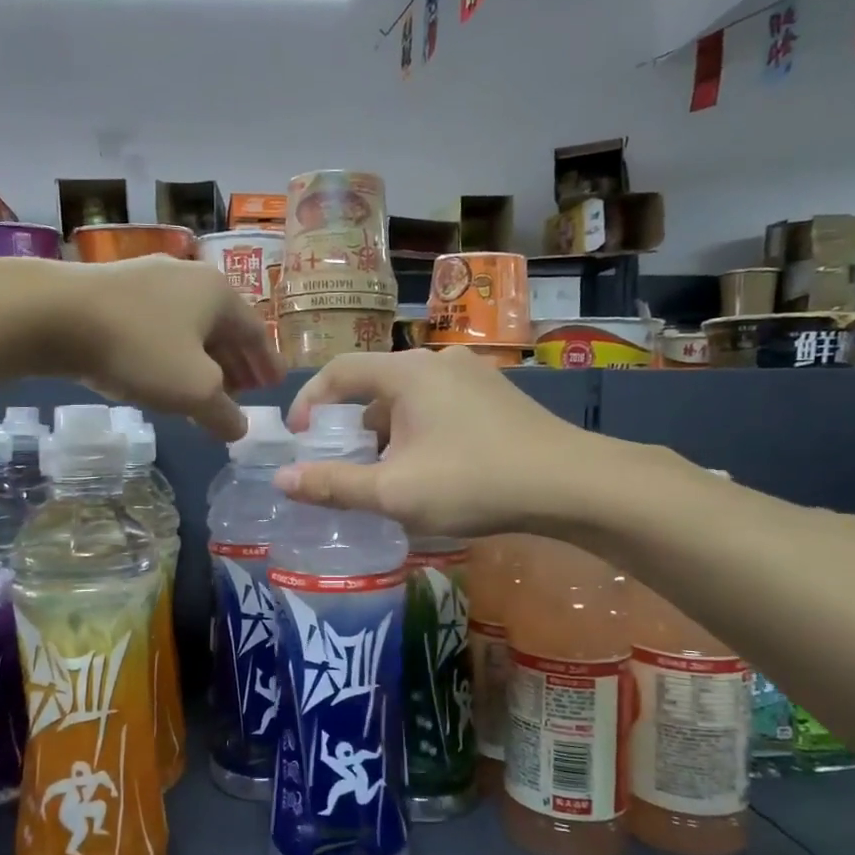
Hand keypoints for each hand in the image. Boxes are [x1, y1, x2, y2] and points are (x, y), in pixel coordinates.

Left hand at [48, 256, 280, 439]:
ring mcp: (150, 279)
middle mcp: (190, 277)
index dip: (267, 363)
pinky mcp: (116, 290)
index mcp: (219, 294)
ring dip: (204, 359)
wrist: (55, 315)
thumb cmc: (140, 348)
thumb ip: (224, 413)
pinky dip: (173, 351)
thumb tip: (239, 428)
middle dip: (236, 362)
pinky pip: (160, 325)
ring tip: (207, 388)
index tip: (275, 385)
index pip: (256, 333)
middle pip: (224, 327)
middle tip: (245, 391)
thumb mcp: (194, 391)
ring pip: (190, 326)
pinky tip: (163, 372)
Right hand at [276, 348, 591, 535]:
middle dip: (349, 426)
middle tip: (340, 465)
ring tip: (384, 476)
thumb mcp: (394, 492)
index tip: (298, 438)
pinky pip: (438, 406)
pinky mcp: (496, 396)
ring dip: (386, 433)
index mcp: (407, 373)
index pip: (339, 372)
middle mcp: (437, 362)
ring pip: (408, 399)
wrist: (572, 485)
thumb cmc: (473, 482)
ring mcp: (472, 376)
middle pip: (374, 386)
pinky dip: (417, 432)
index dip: (309, 401)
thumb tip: (282, 479)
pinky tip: (429, 470)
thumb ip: (334, 484)